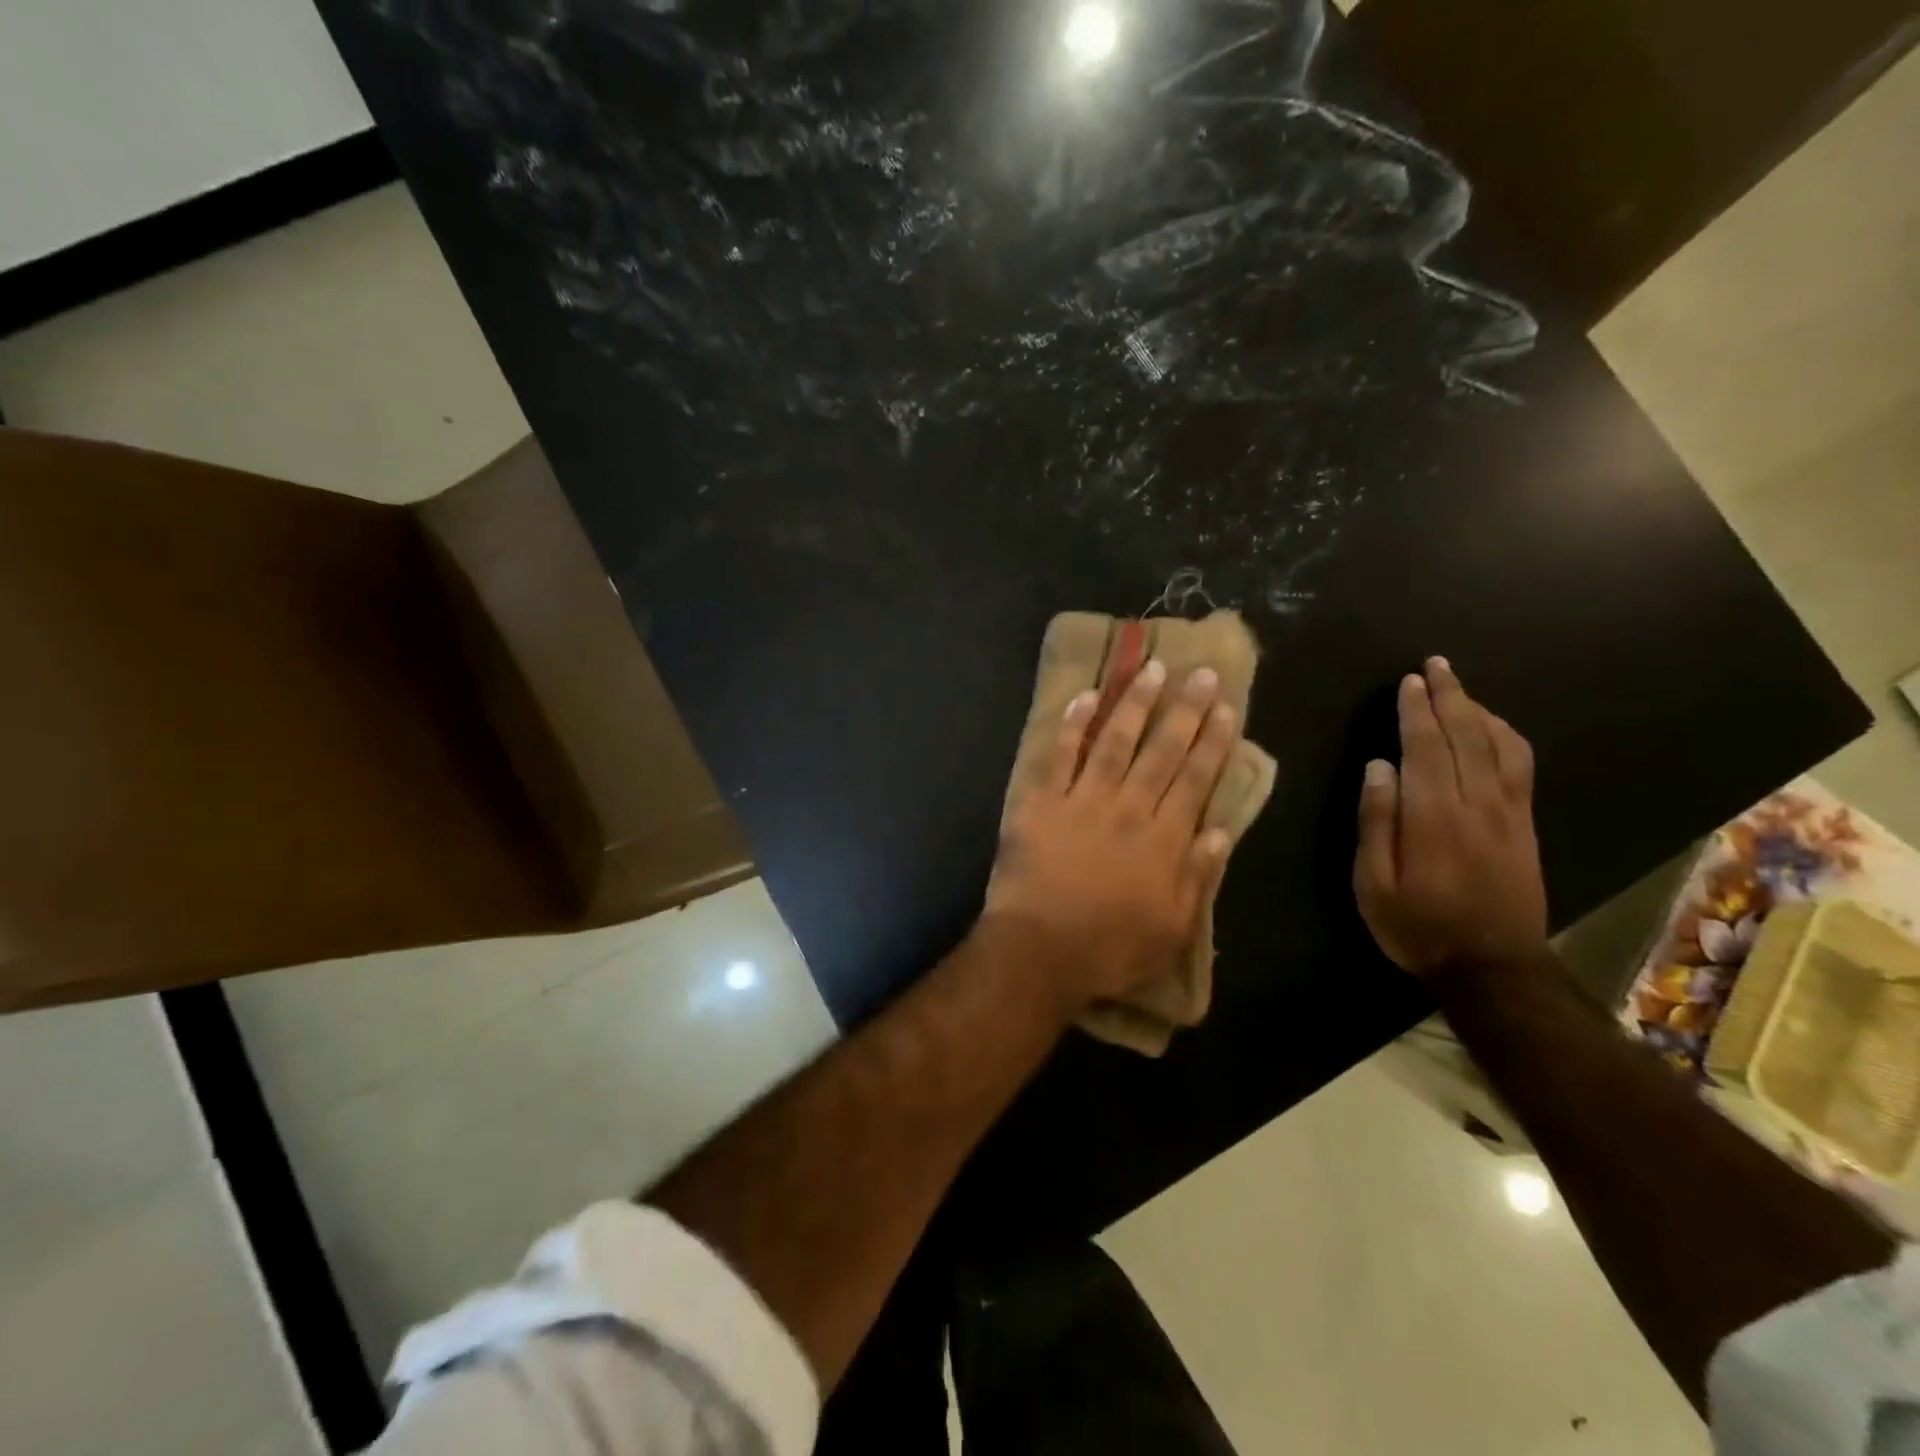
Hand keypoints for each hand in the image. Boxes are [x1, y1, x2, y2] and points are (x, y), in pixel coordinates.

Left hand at [986, 658, 1236, 1010]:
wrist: (1040, 950)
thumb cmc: (1109, 949)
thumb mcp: (1172, 928)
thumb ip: (1198, 876)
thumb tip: (1221, 831)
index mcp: (1164, 839)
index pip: (1196, 778)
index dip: (1213, 740)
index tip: (1225, 706)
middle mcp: (1129, 808)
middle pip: (1162, 750)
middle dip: (1185, 709)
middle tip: (1200, 672)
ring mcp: (1083, 800)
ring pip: (1115, 741)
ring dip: (1135, 703)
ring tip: (1152, 669)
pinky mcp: (1042, 802)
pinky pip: (1060, 755)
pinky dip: (1072, 725)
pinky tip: (1086, 697)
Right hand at [1354, 657, 1547, 975]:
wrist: (1493, 967)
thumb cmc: (1418, 926)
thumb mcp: (1374, 883)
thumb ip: (1376, 822)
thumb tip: (1379, 767)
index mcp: (1434, 816)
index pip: (1426, 748)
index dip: (1416, 711)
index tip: (1409, 682)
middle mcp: (1476, 804)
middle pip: (1465, 736)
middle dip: (1449, 697)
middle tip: (1435, 666)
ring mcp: (1508, 812)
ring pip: (1498, 745)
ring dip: (1477, 710)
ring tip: (1458, 687)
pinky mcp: (1525, 824)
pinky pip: (1521, 766)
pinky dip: (1505, 736)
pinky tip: (1492, 726)